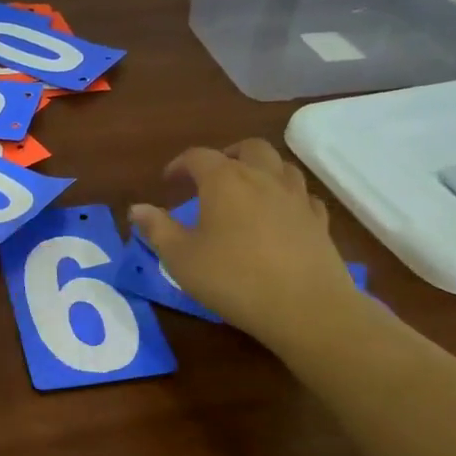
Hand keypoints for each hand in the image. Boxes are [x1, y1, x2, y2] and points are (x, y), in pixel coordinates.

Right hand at [129, 139, 362, 351]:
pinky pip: (303, 196)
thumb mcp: (181, 258)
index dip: (180, 164)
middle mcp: (263, 178)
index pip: (198, 156)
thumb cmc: (233, 279)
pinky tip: (281, 213)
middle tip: (212, 176)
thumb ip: (157, 230)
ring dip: (261, 169)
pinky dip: (288, 197)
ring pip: (281, 165)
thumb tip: (137, 209)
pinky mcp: (319, 221)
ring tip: (247, 189)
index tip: (168, 181)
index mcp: (225, 180)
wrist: (305, 307)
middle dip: (227, 155)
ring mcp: (296, 197)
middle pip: (248, 148)